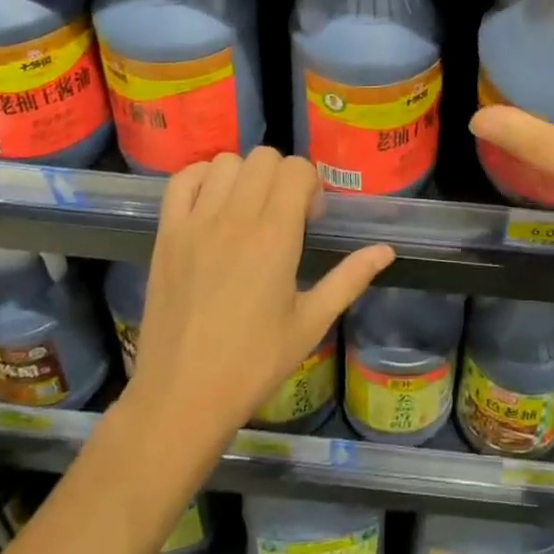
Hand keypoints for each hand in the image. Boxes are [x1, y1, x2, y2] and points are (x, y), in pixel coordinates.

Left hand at [130, 148, 394, 440]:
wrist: (181, 396)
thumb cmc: (253, 364)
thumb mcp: (311, 324)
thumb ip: (349, 279)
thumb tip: (386, 250)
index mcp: (276, 237)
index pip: (297, 170)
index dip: (310, 185)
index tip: (309, 218)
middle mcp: (236, 218)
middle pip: (264, 157)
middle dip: (281, 176)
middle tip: (282, 213)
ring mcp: (196, 222)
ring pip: (225, 162)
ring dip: (244, 176)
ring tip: (247, 209)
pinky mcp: (167, 233)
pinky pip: (182, 179)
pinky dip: (201, 179)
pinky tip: (212, 205)